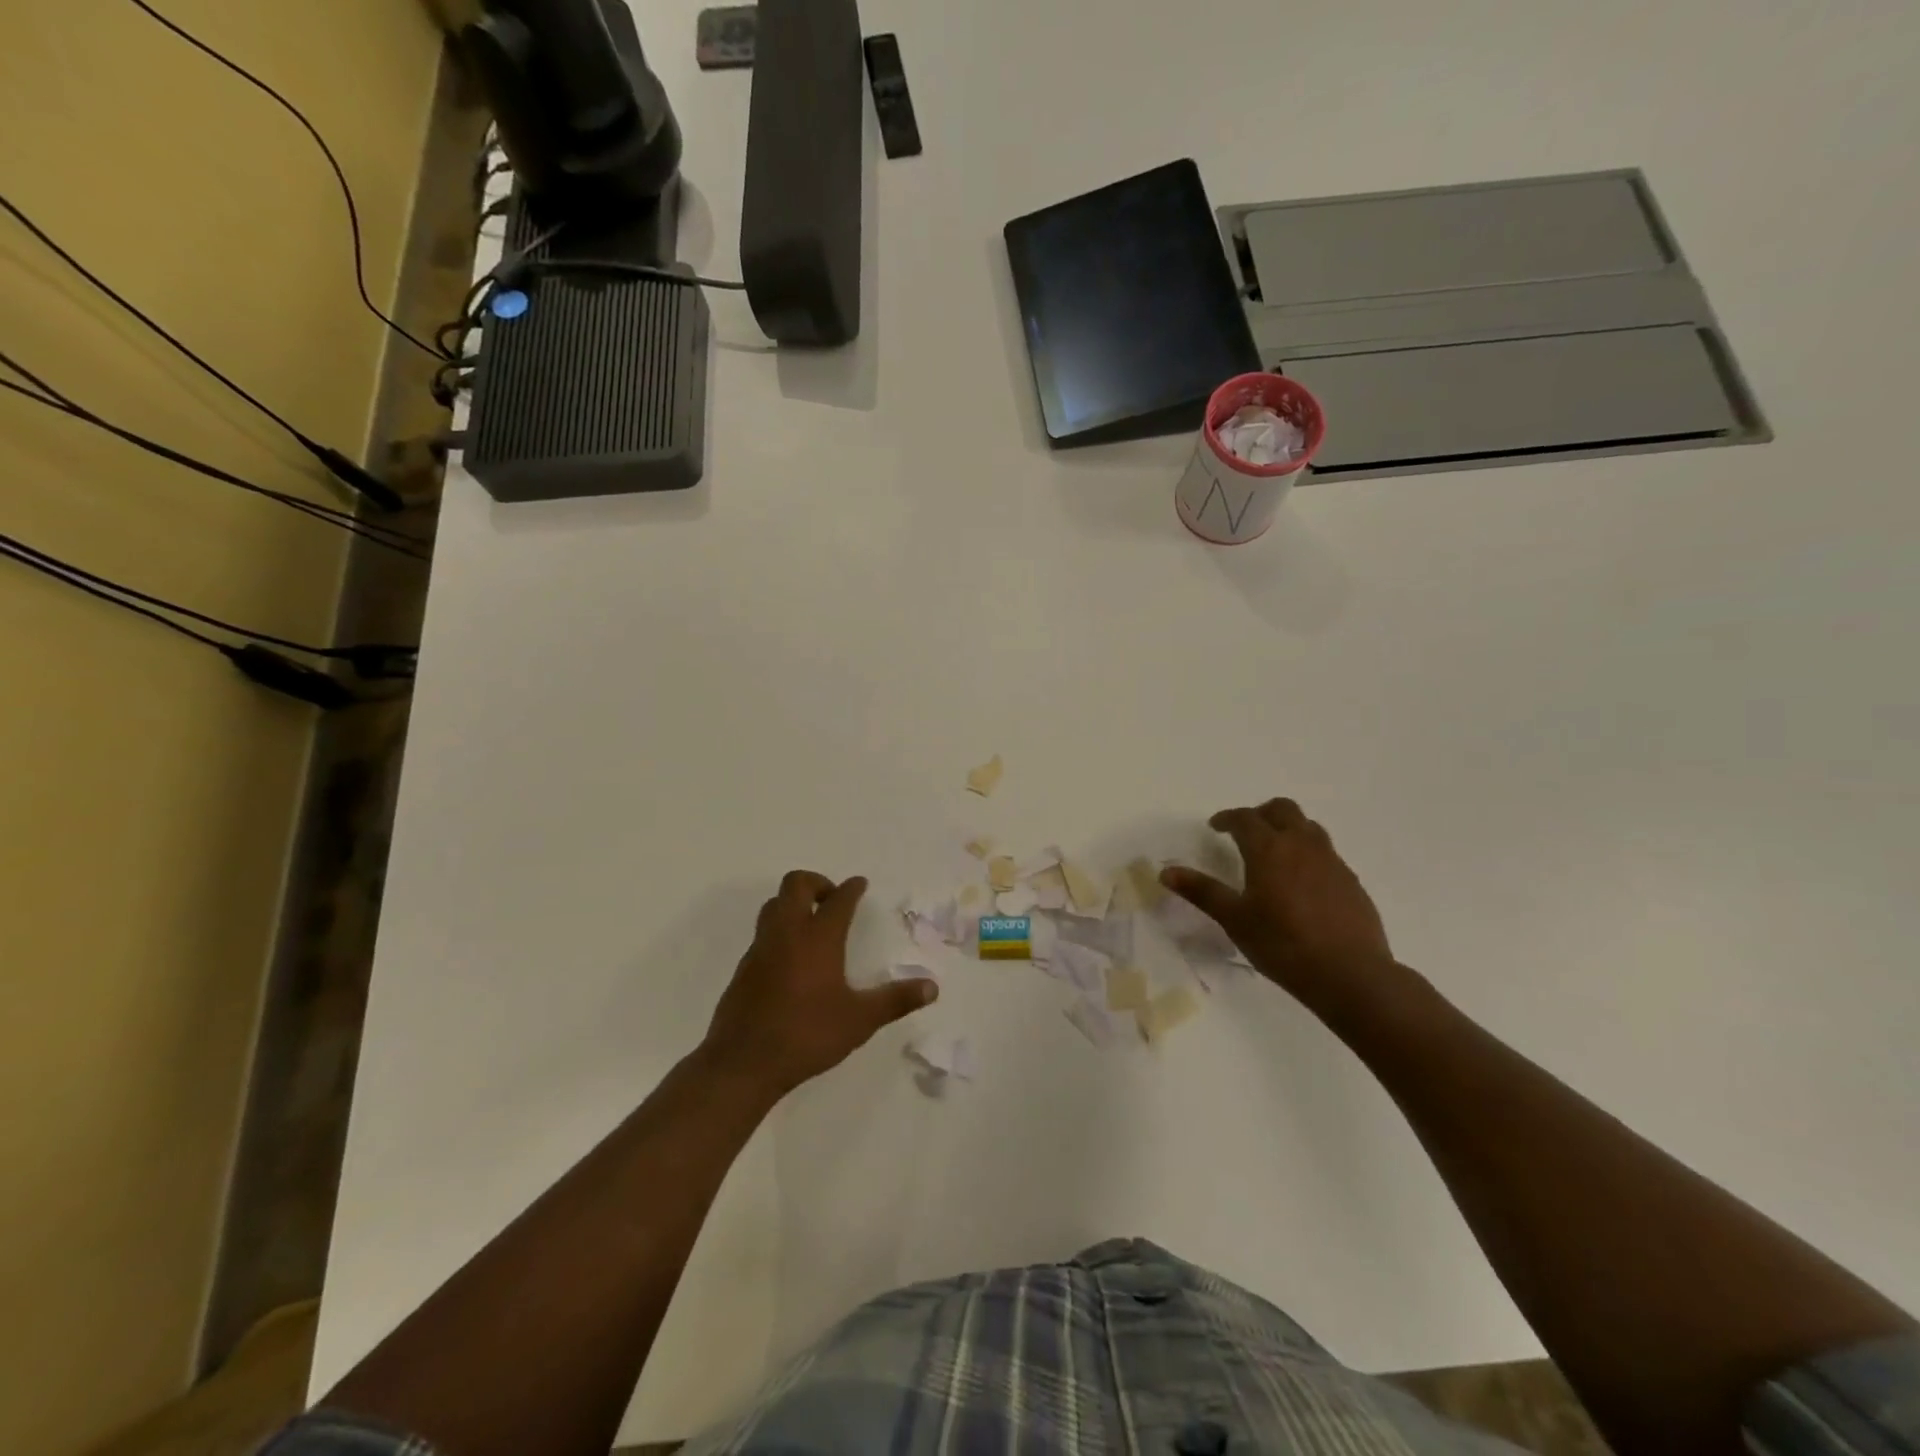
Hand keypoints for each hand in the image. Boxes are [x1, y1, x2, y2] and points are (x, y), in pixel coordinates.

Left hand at [704, 870, 936, 1098]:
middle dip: (816, 882)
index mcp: (818, 938)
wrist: (742, 1063)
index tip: (860, 884)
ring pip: (774, 906)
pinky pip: (763, 934)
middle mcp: (787, 933)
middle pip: (795, 884)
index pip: (838, 899)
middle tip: (832, 900)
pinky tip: (791, 960)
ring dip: (793, 903)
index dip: (852, 888)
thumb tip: (932, 987)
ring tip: (812, 924)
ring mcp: (760, 949)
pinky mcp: (743, 969)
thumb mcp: (860, 1020)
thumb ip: (895, 1000)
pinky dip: (779, 932)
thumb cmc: (807, 1034)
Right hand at [1161, 798, 1394, 1004]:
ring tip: (1274, 852)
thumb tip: (1166, 871)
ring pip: (1308, 827)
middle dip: (1260, 814)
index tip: (1215, 827)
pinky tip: (1302, 883)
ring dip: (1288, 829)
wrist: (1350, 974)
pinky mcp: (1351, 881)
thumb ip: (1201, 891)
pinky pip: (1326, 853)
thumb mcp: (1234, 919)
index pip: (1245, 818)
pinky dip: (1308, 854)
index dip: (1227, 818)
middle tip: (1245, 832)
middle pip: (1282, 809)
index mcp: (1269, 849)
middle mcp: (1302, 845)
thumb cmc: (1283, 945)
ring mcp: (1332, 861)